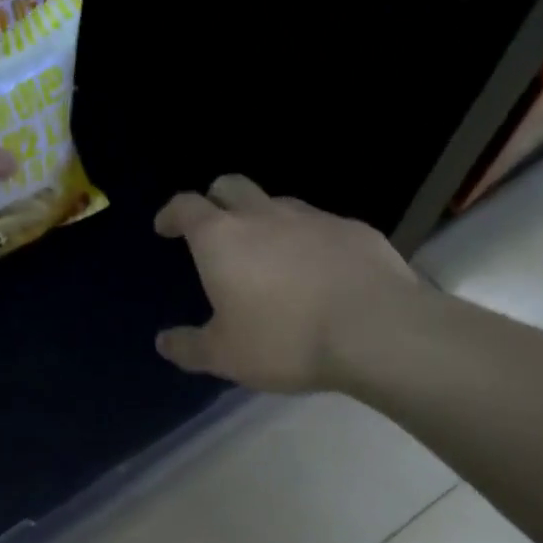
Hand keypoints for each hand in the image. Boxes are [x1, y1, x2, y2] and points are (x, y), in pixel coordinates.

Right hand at [154, 175, 424, 393]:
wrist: (379, 332)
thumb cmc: (285, 340)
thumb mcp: (225, 356)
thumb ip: (189, 347)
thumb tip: (163, 342)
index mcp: (221, 238)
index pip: (186, 206)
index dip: (171, 213)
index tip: (165, 227)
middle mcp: (263, 215)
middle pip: (230, 186)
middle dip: (215, 199)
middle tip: (214, 227)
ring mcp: (312, 218)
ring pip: (277, 203)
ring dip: (264, 218)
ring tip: (269, 253)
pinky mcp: (354, 230)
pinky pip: (321, 226)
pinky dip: (309, 239)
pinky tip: (319, 270)